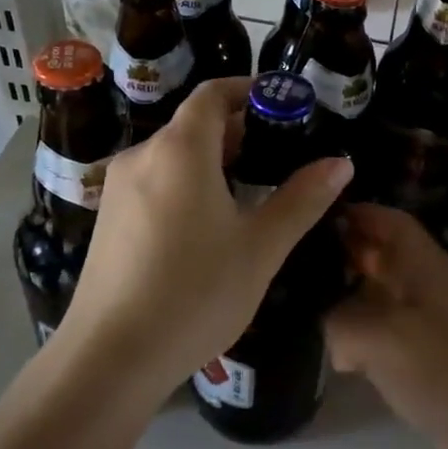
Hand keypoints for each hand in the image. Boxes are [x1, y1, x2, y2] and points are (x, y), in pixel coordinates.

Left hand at [62, 79, 352, 389]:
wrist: (109, 358)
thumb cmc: (195, 293)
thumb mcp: (260, 247)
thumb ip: (301, 199)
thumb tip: (340, 162)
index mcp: (180, 149)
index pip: (213, 94)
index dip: (249, 90)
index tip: (284, 105)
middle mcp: (142, 155)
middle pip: (193, 124)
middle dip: (237, 129)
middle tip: (279, 154)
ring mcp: (118, 188)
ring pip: (173, 154)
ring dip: (212, 158)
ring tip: (250, 189)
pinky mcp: (107, 218)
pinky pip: (154, 181)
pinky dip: (186, 182)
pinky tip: (207, 223)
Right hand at [326, 205, 447, 448]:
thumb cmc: (445, 369)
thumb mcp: (381, 336)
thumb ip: (340, 322)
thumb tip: (334, 336)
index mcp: (423, 265)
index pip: (388, 221)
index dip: (353, 213)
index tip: (310, 219)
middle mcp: (426, 286)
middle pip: (380, 256)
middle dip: (342, 256)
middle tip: (297, 266)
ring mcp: (428, 324)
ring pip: (379, 297)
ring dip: (348, 300)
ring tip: (304, 307)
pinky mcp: (427, 360)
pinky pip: (385, 335)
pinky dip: (361, 338)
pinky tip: (338, 356)